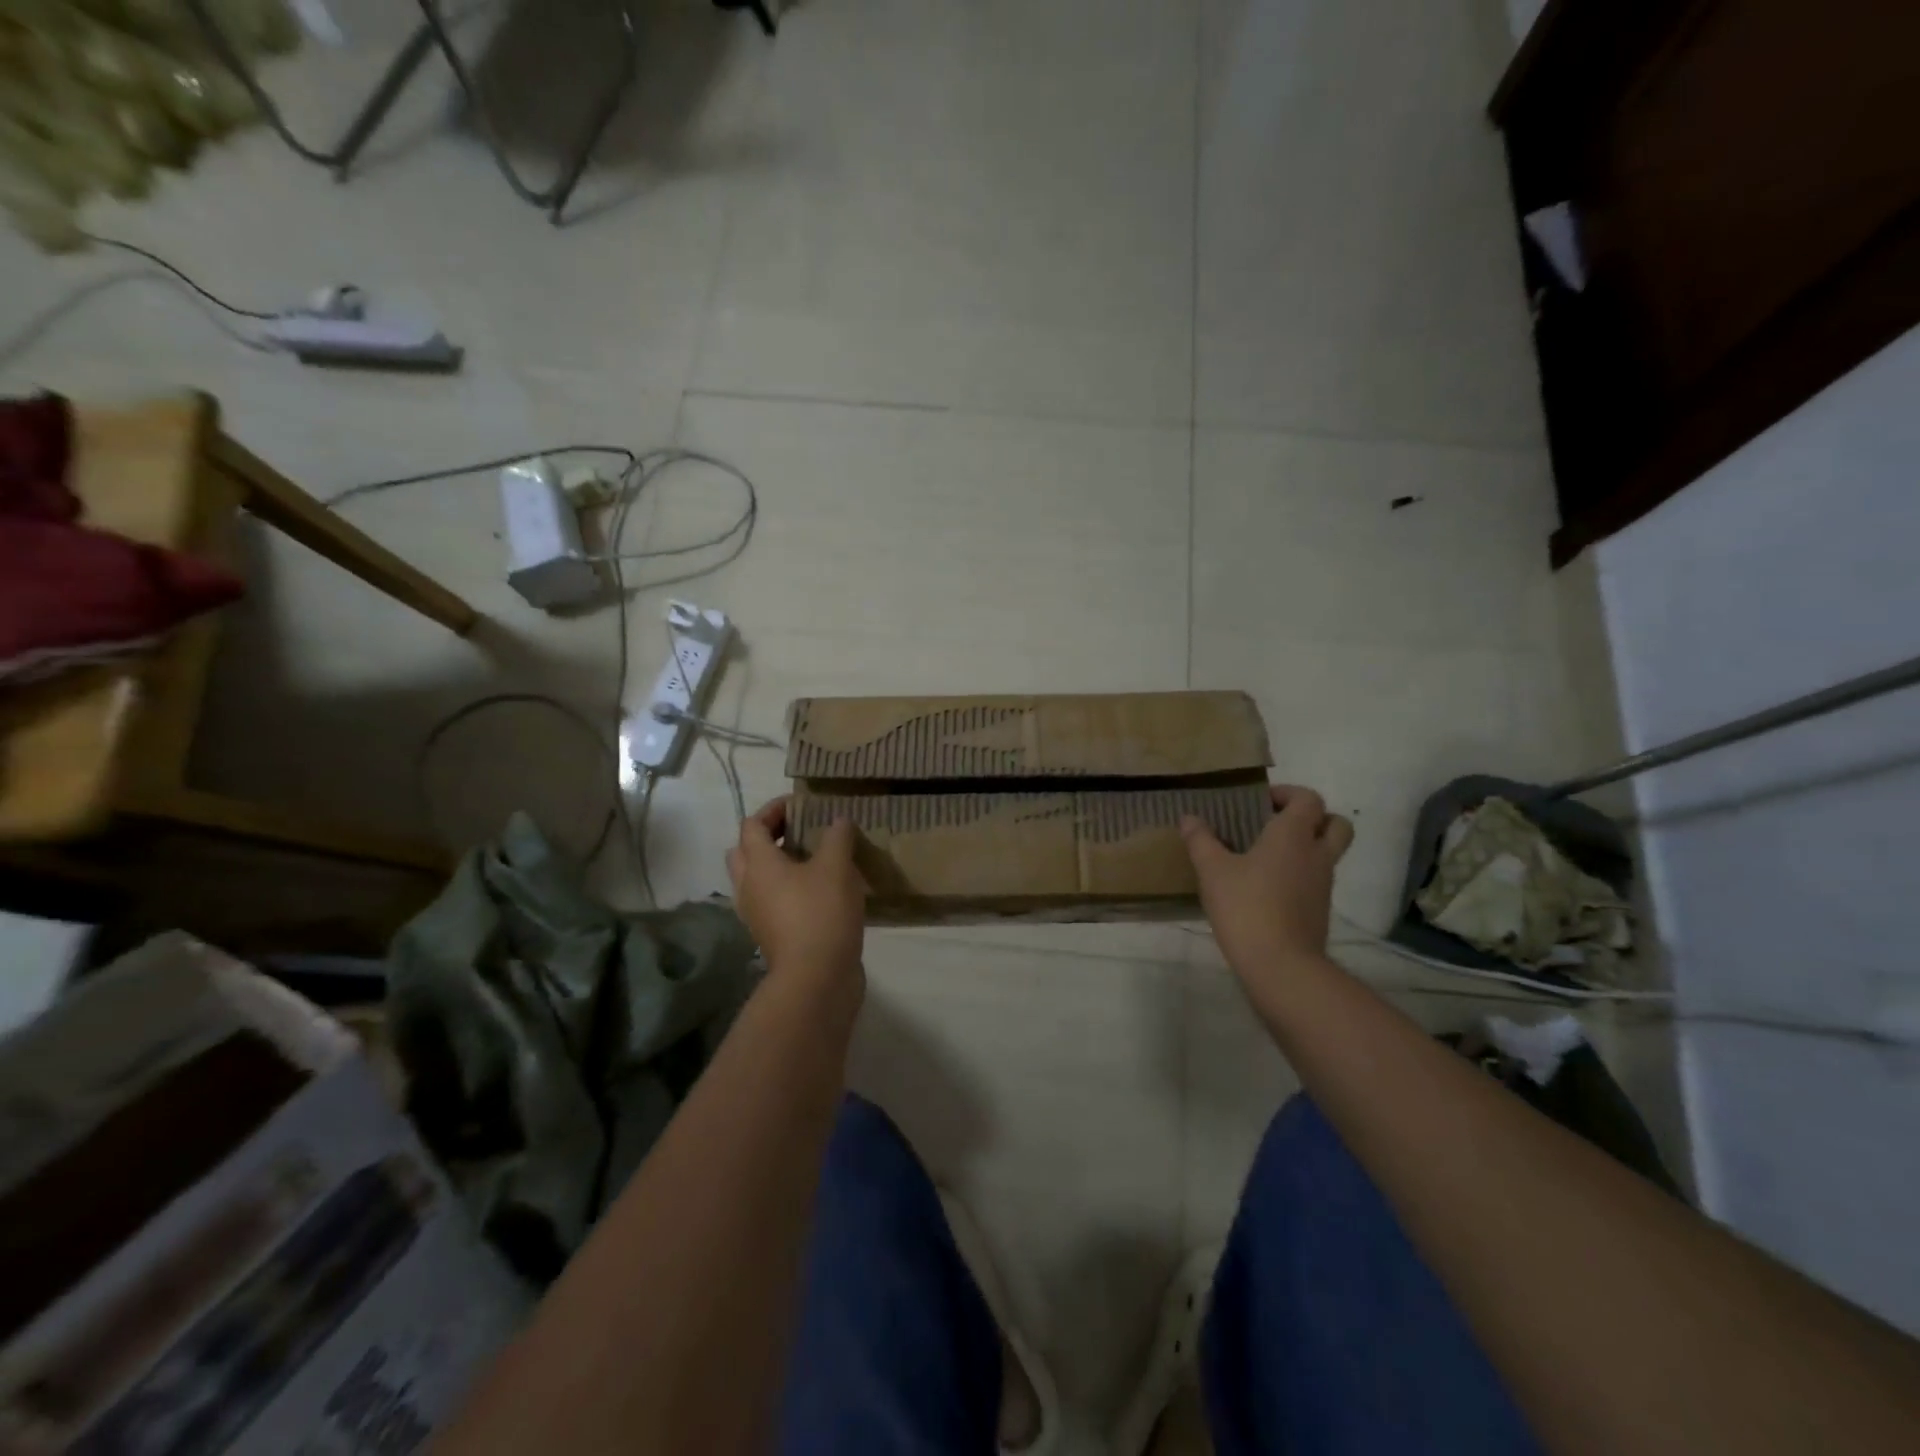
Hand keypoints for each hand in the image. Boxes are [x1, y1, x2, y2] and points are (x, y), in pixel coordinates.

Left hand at [726, 798, 866, 987]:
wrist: (817, 978)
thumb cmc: (821, 913)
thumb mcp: (837, 866)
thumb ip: (837, 837)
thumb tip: (838, 821)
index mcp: (758, 864)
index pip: (752, 824)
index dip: (774, 809)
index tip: (801, 804)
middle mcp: (749, 887)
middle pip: (745, 851)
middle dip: (768, 836)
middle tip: (799, 830)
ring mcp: (757, 914)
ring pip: (756, 879)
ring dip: (776, 864)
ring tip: (811, 859)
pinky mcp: (771, 935)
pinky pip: (771, 901)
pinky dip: (786, 889)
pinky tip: (818, 891)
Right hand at [1181, 785, 1353, 976]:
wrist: (1281, 965)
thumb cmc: (1246, 907)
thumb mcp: (1212, 870)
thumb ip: (1200, 840)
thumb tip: (1189, 818)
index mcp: (1293, 835)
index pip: (1309, 799)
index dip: (1288, 794)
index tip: (1260, 802)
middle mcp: (1316, 854)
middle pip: (1336, 824)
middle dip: (1313, 818)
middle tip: (1278, 825)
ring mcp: (1323, 884)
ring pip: (1327, 853)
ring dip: (1305, 848)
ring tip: (1265, 856)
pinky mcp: (1319, 910)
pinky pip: (1316, 880)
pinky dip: (1299, 875)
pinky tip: (1266, 887)